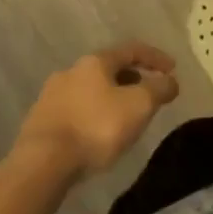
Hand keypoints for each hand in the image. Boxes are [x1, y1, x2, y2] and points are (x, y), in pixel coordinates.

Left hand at [11, 42, 180, 179]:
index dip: (155, 57)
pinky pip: (74, 110)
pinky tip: (97, 134)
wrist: (42, 163)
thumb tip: (171, 80)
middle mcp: (71, 71)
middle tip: (148, 94)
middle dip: (131, 78)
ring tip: (124, 117)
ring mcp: (51, 95)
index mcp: (95, 62)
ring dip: (110, 97)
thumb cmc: (96, 128)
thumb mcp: (138, 106)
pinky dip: (92, 115)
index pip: (131, 50)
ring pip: (89, 90)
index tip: (173, 69)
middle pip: (108, 68)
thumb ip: (159, 90)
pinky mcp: (39, 121)